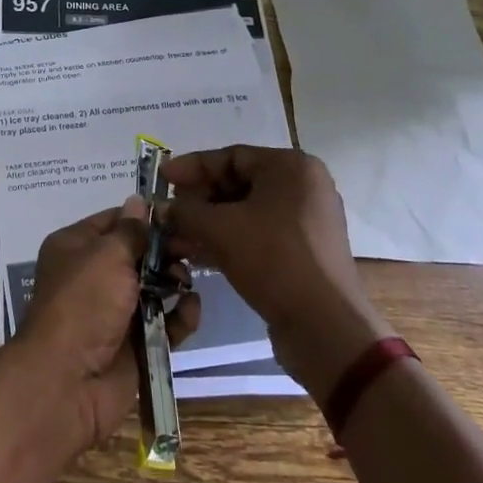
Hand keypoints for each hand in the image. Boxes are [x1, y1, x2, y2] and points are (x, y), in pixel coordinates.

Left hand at [11, 199, 200, 454]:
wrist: (68, 380)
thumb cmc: (83, 303)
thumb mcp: (106, 255)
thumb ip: (130, 231)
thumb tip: (139, 201)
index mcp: (76, 247)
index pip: (115, 221)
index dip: (145, 218)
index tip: (179, 216)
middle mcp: (93, 275)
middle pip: (138, 254)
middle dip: (166, 251)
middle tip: (192, 249)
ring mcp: (114, 311)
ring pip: (154, 288)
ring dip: (175, 282)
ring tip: (187, 283)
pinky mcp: (135, 343)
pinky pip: (164, 322)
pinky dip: (180, 316)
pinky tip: (192, 309)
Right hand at [163, 146, 393, 399]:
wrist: (324, 326)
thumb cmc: (273, 259)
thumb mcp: (220, 229)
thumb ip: (184, 211)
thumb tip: (159, 208)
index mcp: (291, 168)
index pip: (231, 156)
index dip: (191, 167)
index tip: (161, 178)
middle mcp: (303, 187)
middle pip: (238, 183)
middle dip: (198, 200)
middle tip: (167, 212)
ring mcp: (305, 222)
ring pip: (245, 212)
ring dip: (207, 223)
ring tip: (174, 237)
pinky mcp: (302, 252)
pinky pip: (257, 234)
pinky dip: (227, 240)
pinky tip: (197, 255)